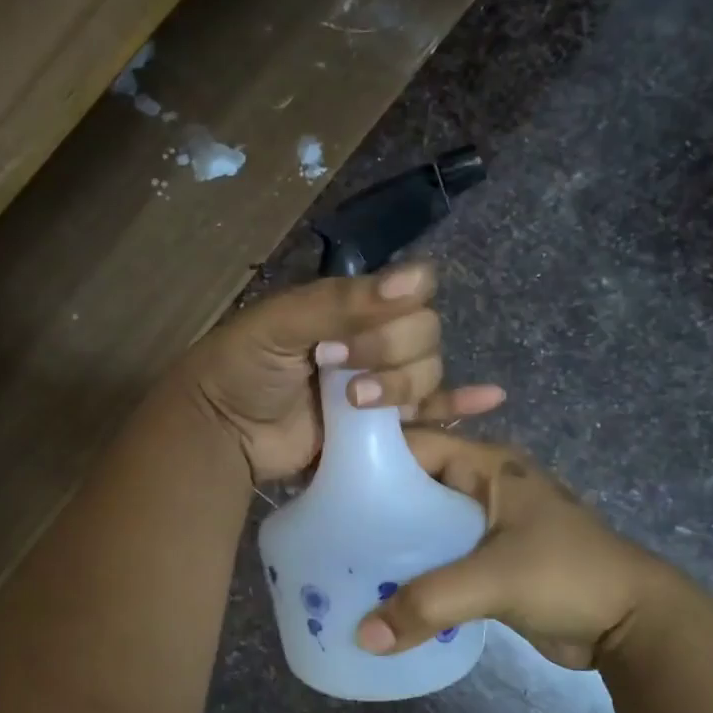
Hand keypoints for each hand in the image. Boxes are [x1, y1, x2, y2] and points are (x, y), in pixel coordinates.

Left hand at [180, 263, 505, 482]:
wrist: (221, 433)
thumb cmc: (242, 368)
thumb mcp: (281, 323)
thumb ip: (343, 301)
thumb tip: (416, 280)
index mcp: (351, 306)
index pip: (411, 291)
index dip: (395, 312)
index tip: (348, 335)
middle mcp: (374, 339)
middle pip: (425, 334)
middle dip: (388, 353)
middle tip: (335, 369)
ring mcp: (381, 385)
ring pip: (429, 374)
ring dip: (401, 387)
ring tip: (354, 403)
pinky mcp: (384, 429)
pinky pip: (433, 414)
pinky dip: (461, 406)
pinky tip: (491, 399)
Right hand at [356, 432, 695, 668]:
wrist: (634, 624)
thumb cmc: (569, 576)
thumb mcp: (495, 580)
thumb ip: (427, 602)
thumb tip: (363, 636)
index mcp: (488, 467)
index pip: (415, 445)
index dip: (370, 457)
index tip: (322, 481)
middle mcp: (484, 488)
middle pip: (415, 488)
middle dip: (374, 508)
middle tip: (326, 531)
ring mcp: (488, 527)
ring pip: (426, 527)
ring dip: (393, 546)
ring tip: (344, 566)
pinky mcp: (491, 564)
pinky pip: (441, 560)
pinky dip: (415, 573)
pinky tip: (382, 593)